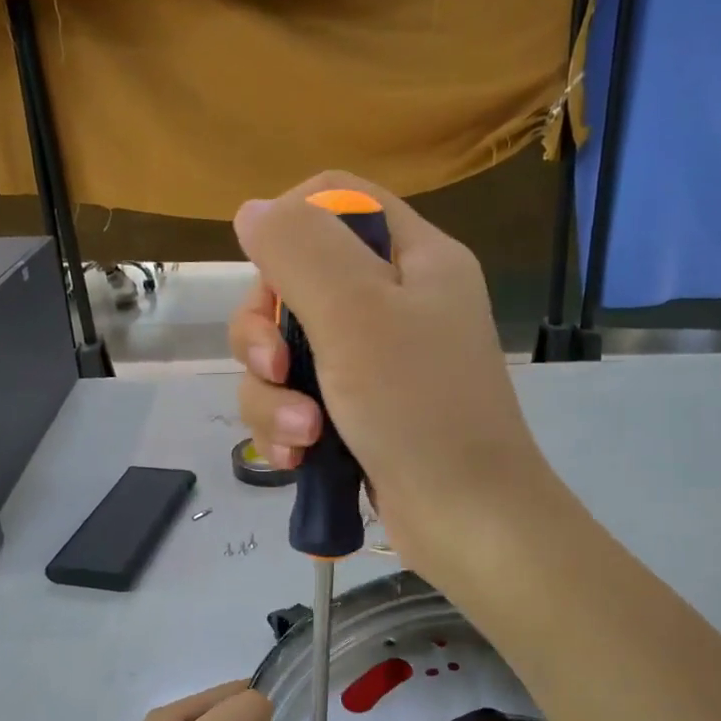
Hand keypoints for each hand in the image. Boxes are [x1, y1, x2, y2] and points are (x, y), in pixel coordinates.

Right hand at [228, 170, 552, 577]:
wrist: (468, 521)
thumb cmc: (419, 408)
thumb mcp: (356, 313)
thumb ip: (300, 249)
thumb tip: (253, 209)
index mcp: (414, 258)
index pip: (338, 199)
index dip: (291, 225)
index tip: (269, 275)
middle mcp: (395, 302)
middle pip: (296, 281)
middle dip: (267, 332)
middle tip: (276, 370)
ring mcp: (376, 362)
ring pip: (286, 350)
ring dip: (274, 394)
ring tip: (302, 435)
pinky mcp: (357, 412)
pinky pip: (298, 398)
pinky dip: (288, 426)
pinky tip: (297, 458)